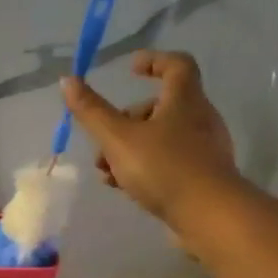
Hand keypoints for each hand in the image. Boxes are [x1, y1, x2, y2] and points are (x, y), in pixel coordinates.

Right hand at [61, 51, 239, 222]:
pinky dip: (143, 168)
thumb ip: (91, 111)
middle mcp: (199, 119)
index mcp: (185, 100)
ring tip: (106, 171)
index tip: (130, 69)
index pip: (177, 65)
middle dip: (125, 121)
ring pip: (160, 138)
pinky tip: (124, 187)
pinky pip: (168, 163)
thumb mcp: (118, 138)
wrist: (209, 216)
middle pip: (159, 107)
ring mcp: (203, 150)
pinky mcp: (202, 177)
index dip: (154, 61)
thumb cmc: (163, 167)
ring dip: (128, 149)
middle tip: (103, 140)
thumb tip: (67, 80)